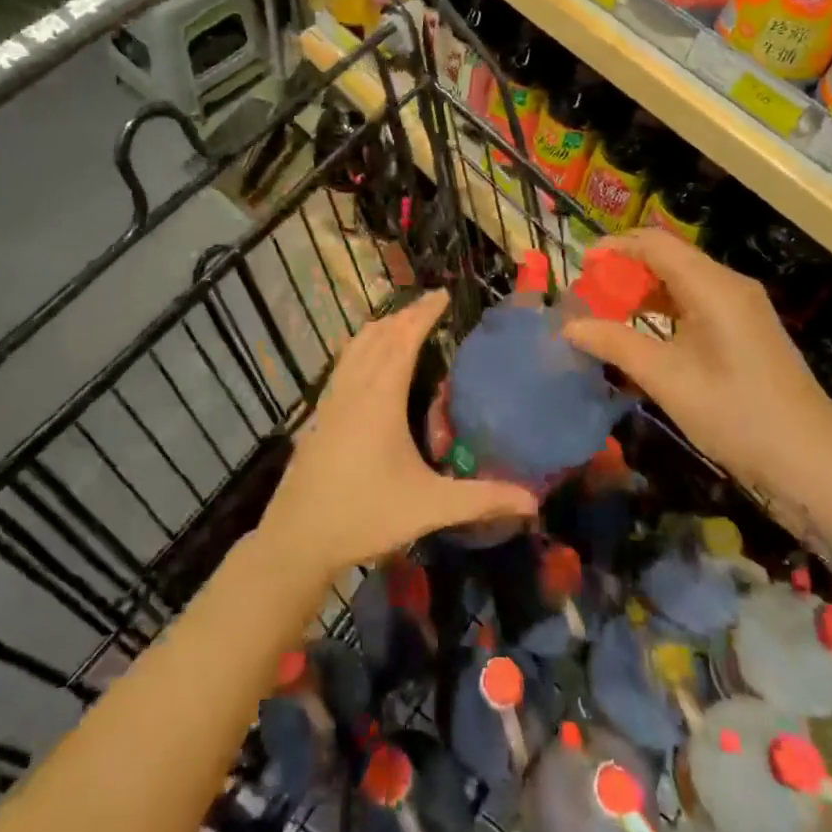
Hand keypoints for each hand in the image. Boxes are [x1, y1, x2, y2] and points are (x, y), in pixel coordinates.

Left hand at [258, 290, 537, 581]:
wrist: (297, 537)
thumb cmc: (365, 515)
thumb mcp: (429, 507)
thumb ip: (482, 499)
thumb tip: (534, 501)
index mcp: (381, 397)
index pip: (404, 339)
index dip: (423, 313)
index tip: (442, 294)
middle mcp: (355, 388)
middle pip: (379, 336)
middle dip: (405, 315)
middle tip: (430, 306)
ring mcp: (331, 399)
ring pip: (356, 346)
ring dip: (380, 328)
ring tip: (401, 323)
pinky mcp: (319, 414)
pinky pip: (342, 364)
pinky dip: (360, 347)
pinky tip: (364, 362)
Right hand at [564, 230, 831, 499]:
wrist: (814, 464)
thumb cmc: (737, 415)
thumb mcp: (667, 380)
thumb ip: (615, 345)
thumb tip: (568, 327)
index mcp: (713, 286)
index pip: (655, 244)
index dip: (614, 247)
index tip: (580, 265)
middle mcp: (729, 286)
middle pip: (669, 258)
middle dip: (625, 270)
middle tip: (589, 295)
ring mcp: (742, 309)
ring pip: (683, 282)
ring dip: (644, 291)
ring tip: (607, 314)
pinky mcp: (746, 332)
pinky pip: (697, 304)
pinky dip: (665, 311)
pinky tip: (645, 336)